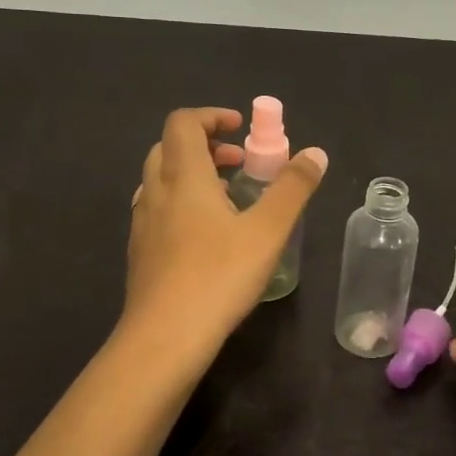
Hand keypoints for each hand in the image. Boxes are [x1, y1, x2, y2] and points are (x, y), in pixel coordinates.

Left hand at [123, 106, 327, 357]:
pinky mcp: (140, 253)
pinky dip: (181, 204)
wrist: (164, 338)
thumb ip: (292, 189)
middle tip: (239, 163)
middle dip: (205, 145)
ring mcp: (143, 224)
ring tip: (227, 199)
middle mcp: (156, 192)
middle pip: (169, 147)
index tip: (242, 129)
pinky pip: (158, 210)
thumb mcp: (268, 231)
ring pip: (161, 180)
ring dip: (192, 175)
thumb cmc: (218, 277)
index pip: (184, 123)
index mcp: (184, 177)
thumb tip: (315, 153)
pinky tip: (205, 236)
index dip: (212, 116)